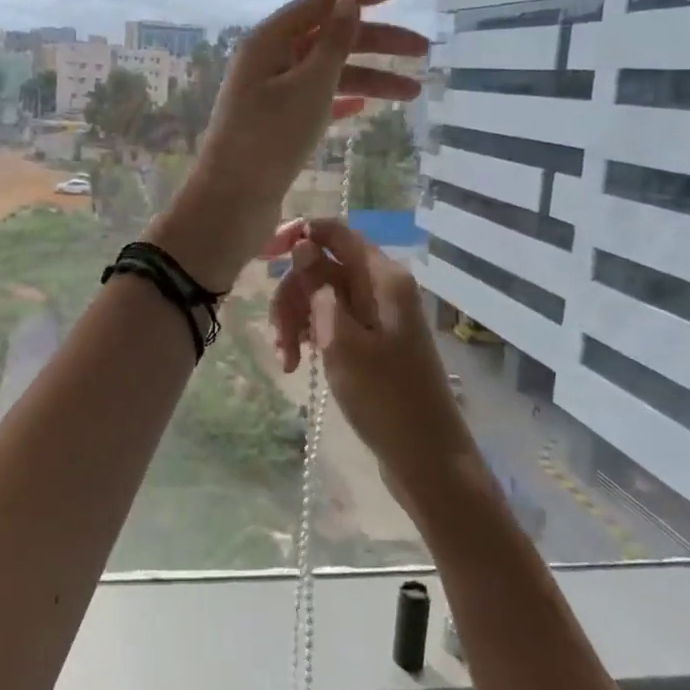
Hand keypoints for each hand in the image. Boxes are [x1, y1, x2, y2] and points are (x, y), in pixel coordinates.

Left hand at [146, 0, 427, 289]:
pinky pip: (316, 101)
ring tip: (413, 94)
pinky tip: (366, 108)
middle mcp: (268, 60)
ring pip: (327, 74)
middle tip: (423, 51)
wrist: (234, 201)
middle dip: (377, 42)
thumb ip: (334, 39)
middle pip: (329, 38)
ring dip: (369, 79)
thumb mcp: (310, 84)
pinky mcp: (275, 124)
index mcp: (269, 40)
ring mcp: (270, 94)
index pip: (319, 2)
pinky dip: (342, 100)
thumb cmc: (271, 137)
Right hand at [265, 218, 473, 496]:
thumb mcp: (341, 338)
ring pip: (321, 296)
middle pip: (322, 267)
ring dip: (296, 321)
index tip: (263, 257)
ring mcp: (377, 314)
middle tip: (280, 337)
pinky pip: (332, 321)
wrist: (426, 457)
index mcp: (382, 277)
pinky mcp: (372, 340)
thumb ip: (319, 286)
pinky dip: (311, 336)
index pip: (334, 232)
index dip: (297, 235)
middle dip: (292, 296)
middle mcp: (381, 287)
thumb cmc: (384, 397)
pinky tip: (298, 365)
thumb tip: (302, 243)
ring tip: (288, 361)